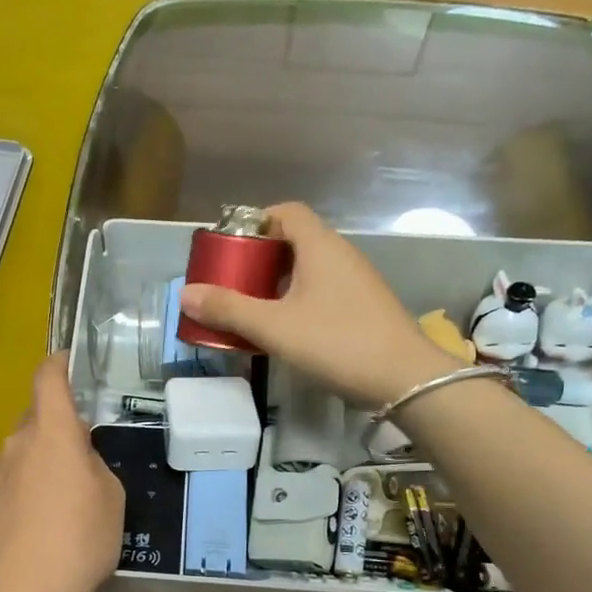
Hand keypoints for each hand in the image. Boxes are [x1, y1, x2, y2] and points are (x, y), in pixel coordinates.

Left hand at [0, 353, 124, 591]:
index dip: (57, 364)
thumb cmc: (81, 540)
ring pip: (18, 456)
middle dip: (55, 431)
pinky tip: (31, 530)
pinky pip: (3, 486)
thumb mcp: (111, 498)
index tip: (66, 362)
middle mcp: (16, 445)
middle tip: (78, 460)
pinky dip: (18, 495)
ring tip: (55, 508)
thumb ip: (93, 465)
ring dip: (36, 467)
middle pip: (35, 422)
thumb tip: (76, 458)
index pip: (48, 379)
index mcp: (53, 434)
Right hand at [178, 202, 462, 405]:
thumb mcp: (274, 327)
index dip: (255, 222)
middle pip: (295, 241)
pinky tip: (285, 331)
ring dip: (277, 283)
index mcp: (320, 247)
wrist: (405, 379)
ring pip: (309, 270)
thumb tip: (185, 294)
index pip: (286, 212)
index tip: (230, 247)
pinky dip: (298, 301)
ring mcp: (357, 282)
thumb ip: (229, 309)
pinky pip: (323, 292)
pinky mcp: (364, 308)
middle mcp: (341, 255)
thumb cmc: (336, 342)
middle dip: (260, 258)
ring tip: (251, 310)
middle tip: (232, 283)